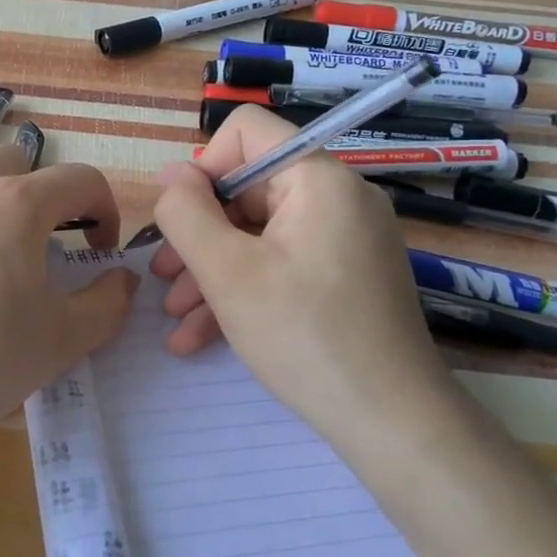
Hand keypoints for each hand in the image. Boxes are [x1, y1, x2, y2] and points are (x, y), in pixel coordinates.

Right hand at [149, 106, 465, 453]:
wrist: (393, 425)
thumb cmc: (305, 336)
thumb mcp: (227, 272)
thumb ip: (186, 214)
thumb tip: (170, 175)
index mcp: (318, 179)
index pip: (247, 132)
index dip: (202, 168)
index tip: (181, 221)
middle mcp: (337, 199)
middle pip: (247, 189)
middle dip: (198, 234)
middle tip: (163, 278)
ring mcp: (344, 240)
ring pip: (258, 234)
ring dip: (210, 270)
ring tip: (175, 315)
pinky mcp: (344, 277)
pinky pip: (281, 265)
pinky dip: (243, 290)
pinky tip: (200, 335)